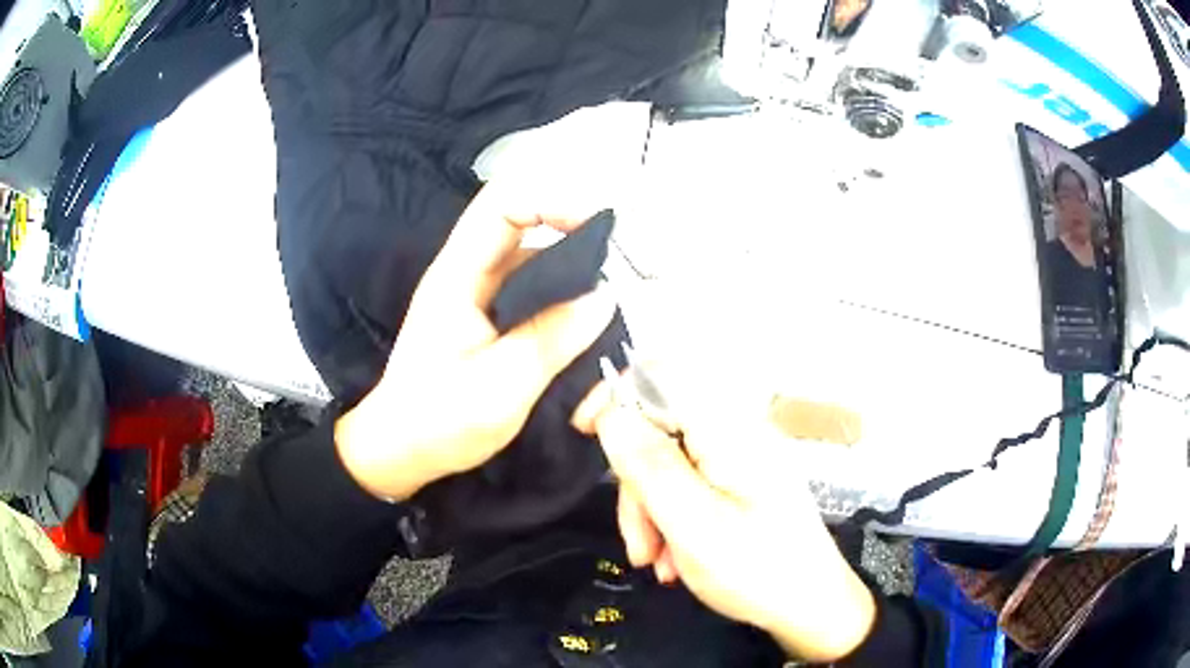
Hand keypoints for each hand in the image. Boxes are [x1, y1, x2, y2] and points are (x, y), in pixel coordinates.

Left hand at [334, 182, 616, 501]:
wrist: (401, 452)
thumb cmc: (438, 421)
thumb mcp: (500, 385)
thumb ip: (552, 337)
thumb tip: (604, 296)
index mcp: (460, 276)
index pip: (504, 206)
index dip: (552, 202)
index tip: (600, 230)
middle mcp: (473, 276)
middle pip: (534, 238)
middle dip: (581, 261)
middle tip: (617, 302)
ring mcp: (485, 301)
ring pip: (545, 276)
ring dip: (579, 304)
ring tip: (603, 350)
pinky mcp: (496, 325)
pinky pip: (542, 307)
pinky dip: (568, 326)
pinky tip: (584, 364)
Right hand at [573, 382, 875, 662]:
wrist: (811, 607)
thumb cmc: (757, 570)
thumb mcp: (693, 524)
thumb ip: (648, 466)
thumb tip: (611, 412)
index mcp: (728, 429)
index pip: (662, 374)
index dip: (617, 392)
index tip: (586, 432)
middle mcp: (736, 433)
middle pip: (659, 430)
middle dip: (636, 484)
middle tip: (637, 541)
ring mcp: (740, 459)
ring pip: (669, 465)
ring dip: (650, 511)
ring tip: (655, 561)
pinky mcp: (742, 483)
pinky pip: (690, 486)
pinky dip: (672, 519)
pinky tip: (676, 560)